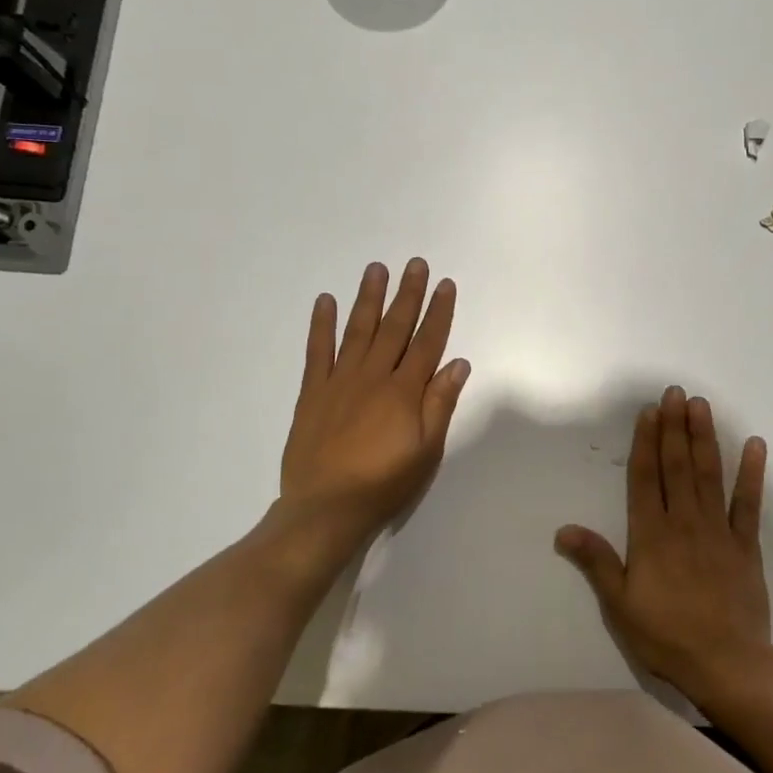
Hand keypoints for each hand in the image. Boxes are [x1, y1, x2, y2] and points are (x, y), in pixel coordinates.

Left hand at [274, 259, 469, 576]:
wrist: (326, 508)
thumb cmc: (385, 483)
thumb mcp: (426, 450)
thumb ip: (440, 404)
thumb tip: (458, 363)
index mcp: (404, 391)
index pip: (427, 342)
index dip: (438, 312)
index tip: (444, 284)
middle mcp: (374, 376)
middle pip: (395, 328)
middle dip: (408, 294)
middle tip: (415, 264)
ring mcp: (340, 381)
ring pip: (358, 330)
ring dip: (369, 298)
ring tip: (376, 269)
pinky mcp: (313, 392)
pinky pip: (318, 351)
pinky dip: (321, 325)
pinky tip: (325, 301)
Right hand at [555, 386, 772, 707]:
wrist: (726, 665)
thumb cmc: (666, 636)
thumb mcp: (620, 604)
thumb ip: (596, 562)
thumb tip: (564, 529)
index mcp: (651, 535)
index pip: (646, 478)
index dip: (646, 442)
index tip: (649, 411)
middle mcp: (684, 522)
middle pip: (677, 466)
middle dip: (674, 427)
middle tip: (675, 393)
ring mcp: (718, 530)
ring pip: (708, 474)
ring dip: (704, 438)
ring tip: (701, 405)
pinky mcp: (746, 545)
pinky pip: (749, 503)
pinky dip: (752, 473)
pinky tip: (755, 445)